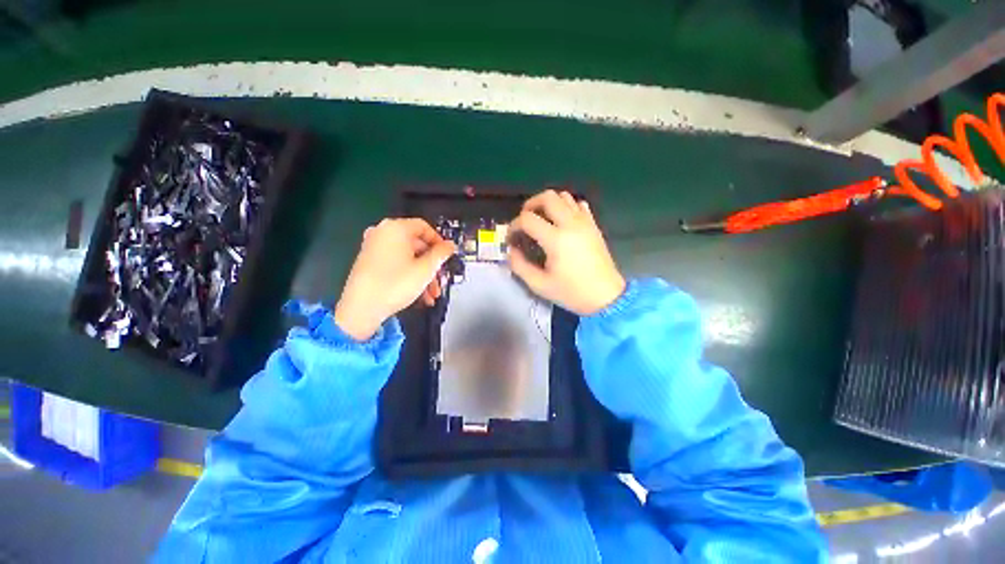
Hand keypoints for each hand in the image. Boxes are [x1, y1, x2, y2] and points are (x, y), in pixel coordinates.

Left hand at [335, 218, 455, 340]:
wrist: (361, 309)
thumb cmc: (395, 284)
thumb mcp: (426, 269)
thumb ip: (441, 254)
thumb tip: (450, 245)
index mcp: (395, 228)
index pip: (424, 227)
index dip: (439, 241)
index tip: (447, 255)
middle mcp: (382, 233)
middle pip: (417, 245)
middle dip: (432, 265)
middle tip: (440, 280)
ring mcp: (374, 247)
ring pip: (408, 257)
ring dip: (423, 274)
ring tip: (431, 294)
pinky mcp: (369, 262)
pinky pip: (396, 263)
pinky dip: (409, 275)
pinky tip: (419, 294)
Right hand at [508, 190, 624, 315]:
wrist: (606, 297)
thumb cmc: (572, 292)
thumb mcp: (539, 285)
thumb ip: (519, 266)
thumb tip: (511, 250)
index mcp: (556, 239)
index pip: (527, 219)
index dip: (513, 226)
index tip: (511, 238)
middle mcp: (571, 224)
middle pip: (547, 197)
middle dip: (530, 205)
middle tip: (525, 220)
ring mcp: (585, 222)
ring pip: (564, 196)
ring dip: (548, 203)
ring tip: (541, 219)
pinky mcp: (594, 225)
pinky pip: (579, 204)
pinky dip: (566, 206)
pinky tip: (562, 222)